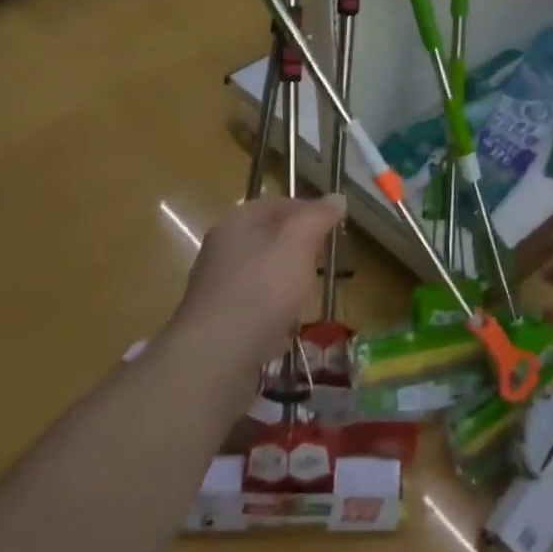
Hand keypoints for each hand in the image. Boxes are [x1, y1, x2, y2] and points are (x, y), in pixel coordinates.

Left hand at [170, 196, 345, 363]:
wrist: (216, 354)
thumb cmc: (262, 288)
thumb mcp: (298, 242)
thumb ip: (318, 217)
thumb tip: (336, 198)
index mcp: (238, 220)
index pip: (279, 203)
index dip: (309, 210)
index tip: (335, 227)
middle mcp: (222, 247)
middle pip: (269, 237)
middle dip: (299, 247)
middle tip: (324, 260)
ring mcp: (217, 284)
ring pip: (262, 271)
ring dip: (286, 279)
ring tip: (309, 293)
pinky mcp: (219, 318)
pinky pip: (254, 304)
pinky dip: (272, 309)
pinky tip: (285, 324)